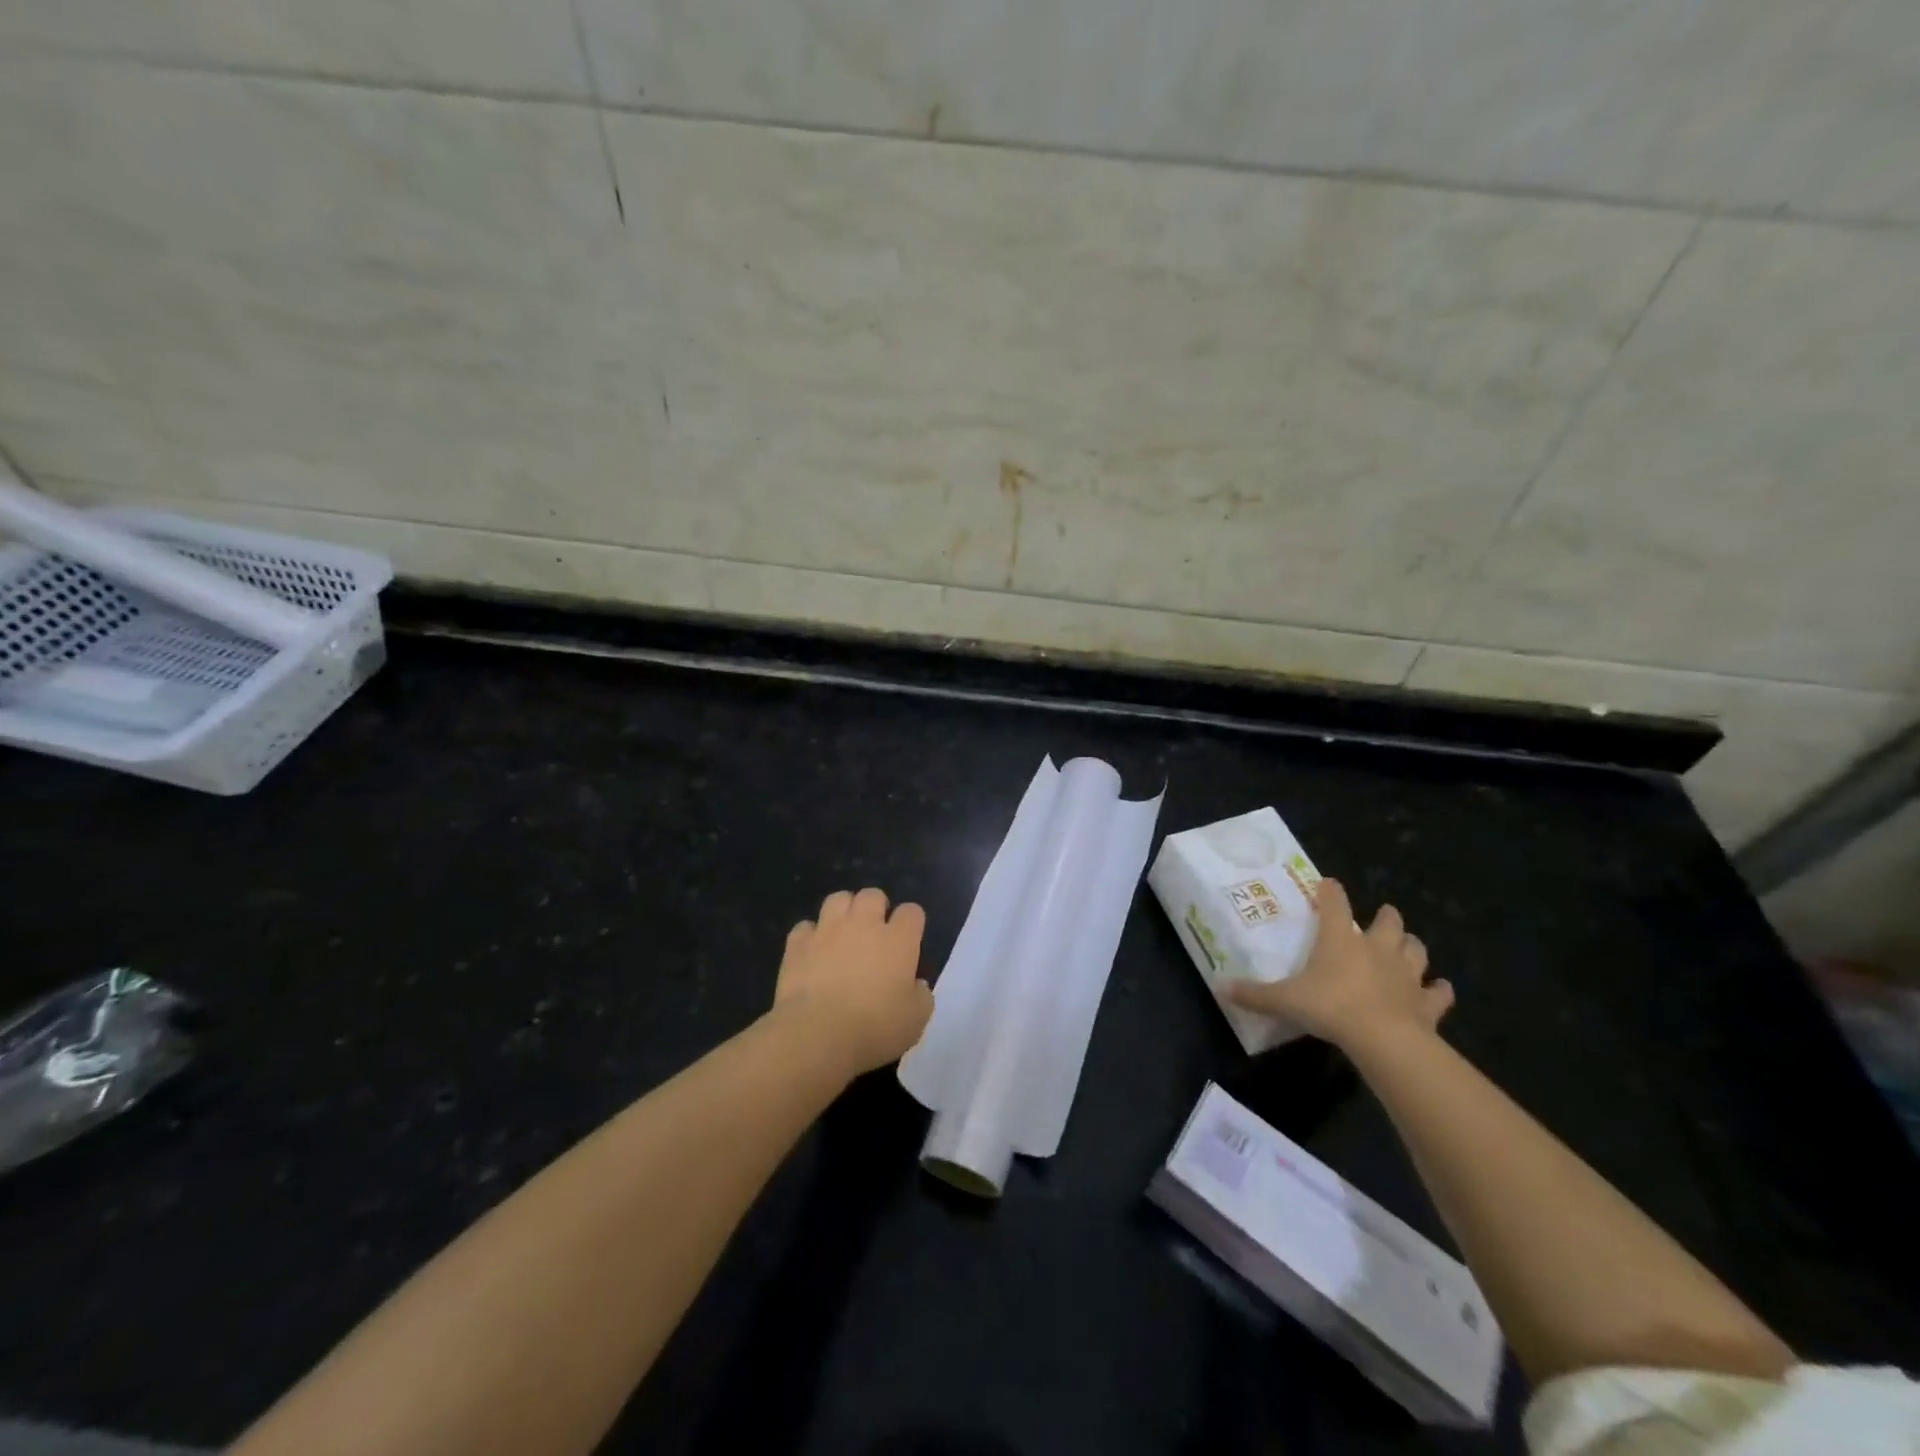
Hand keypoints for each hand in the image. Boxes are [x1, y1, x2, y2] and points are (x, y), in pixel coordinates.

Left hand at [774, 887, 933, 1075]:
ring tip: (842, 933)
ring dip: (843, 911)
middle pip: (872, 895)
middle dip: (876, 908)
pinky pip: (805, 927)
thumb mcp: (916, 1020)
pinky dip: (810, 936)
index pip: (912, 912)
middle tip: (874, 934)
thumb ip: (921, 996)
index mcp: (898, 940)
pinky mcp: (798, 944)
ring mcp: (828, 930)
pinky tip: (812, 952)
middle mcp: (864, 924)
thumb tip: (917, 984)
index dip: (911, 923)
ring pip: (838, 899)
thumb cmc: (875, 1028)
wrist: (817, 1034)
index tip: (909, 941)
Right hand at [1224, 879, 1453, 1051]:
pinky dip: (1438, 991)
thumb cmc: (1330, 1007)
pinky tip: (1437, 990)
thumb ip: (1254, 994)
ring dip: (1412, 947)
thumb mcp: (1285, 1000)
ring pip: (1416, 949)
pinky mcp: (1427, 1002)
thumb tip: (1220, 988)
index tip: (1328, 885)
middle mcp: (1376, 948)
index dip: (1331, 891)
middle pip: (1389, 921)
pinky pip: (1438, 992)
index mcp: (1340, 939)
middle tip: (1380, 919)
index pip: (1335, 903)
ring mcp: (1406, 974)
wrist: (1383, 1039)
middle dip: (1386, 917)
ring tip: (1406, 949)